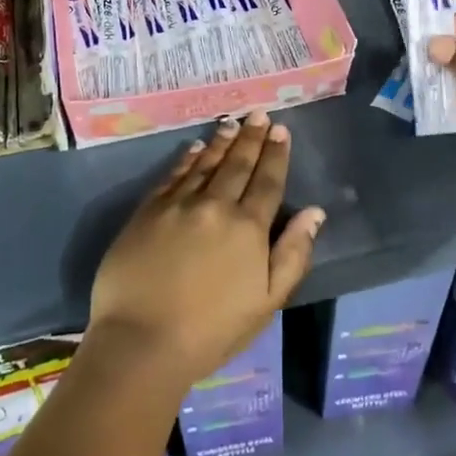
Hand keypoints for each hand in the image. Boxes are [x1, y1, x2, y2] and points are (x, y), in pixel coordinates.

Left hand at [89, 111, 325, 386]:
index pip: (267, 182)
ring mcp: (178, 205)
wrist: (141, 341)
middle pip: (237, 164)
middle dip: (251, 138)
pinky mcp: (148, 211)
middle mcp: (215, 205)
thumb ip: (293, 254)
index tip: (280, 130)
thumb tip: (314, 212)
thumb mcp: (267, 303)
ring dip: (221, 142)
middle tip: (258, 114)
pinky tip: (194, 149)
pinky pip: (173, 175)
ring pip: (205, 164)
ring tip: (231, 123)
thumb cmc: (211, 331)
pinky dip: (187, 159)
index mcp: (248, 228)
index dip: (275, 154)